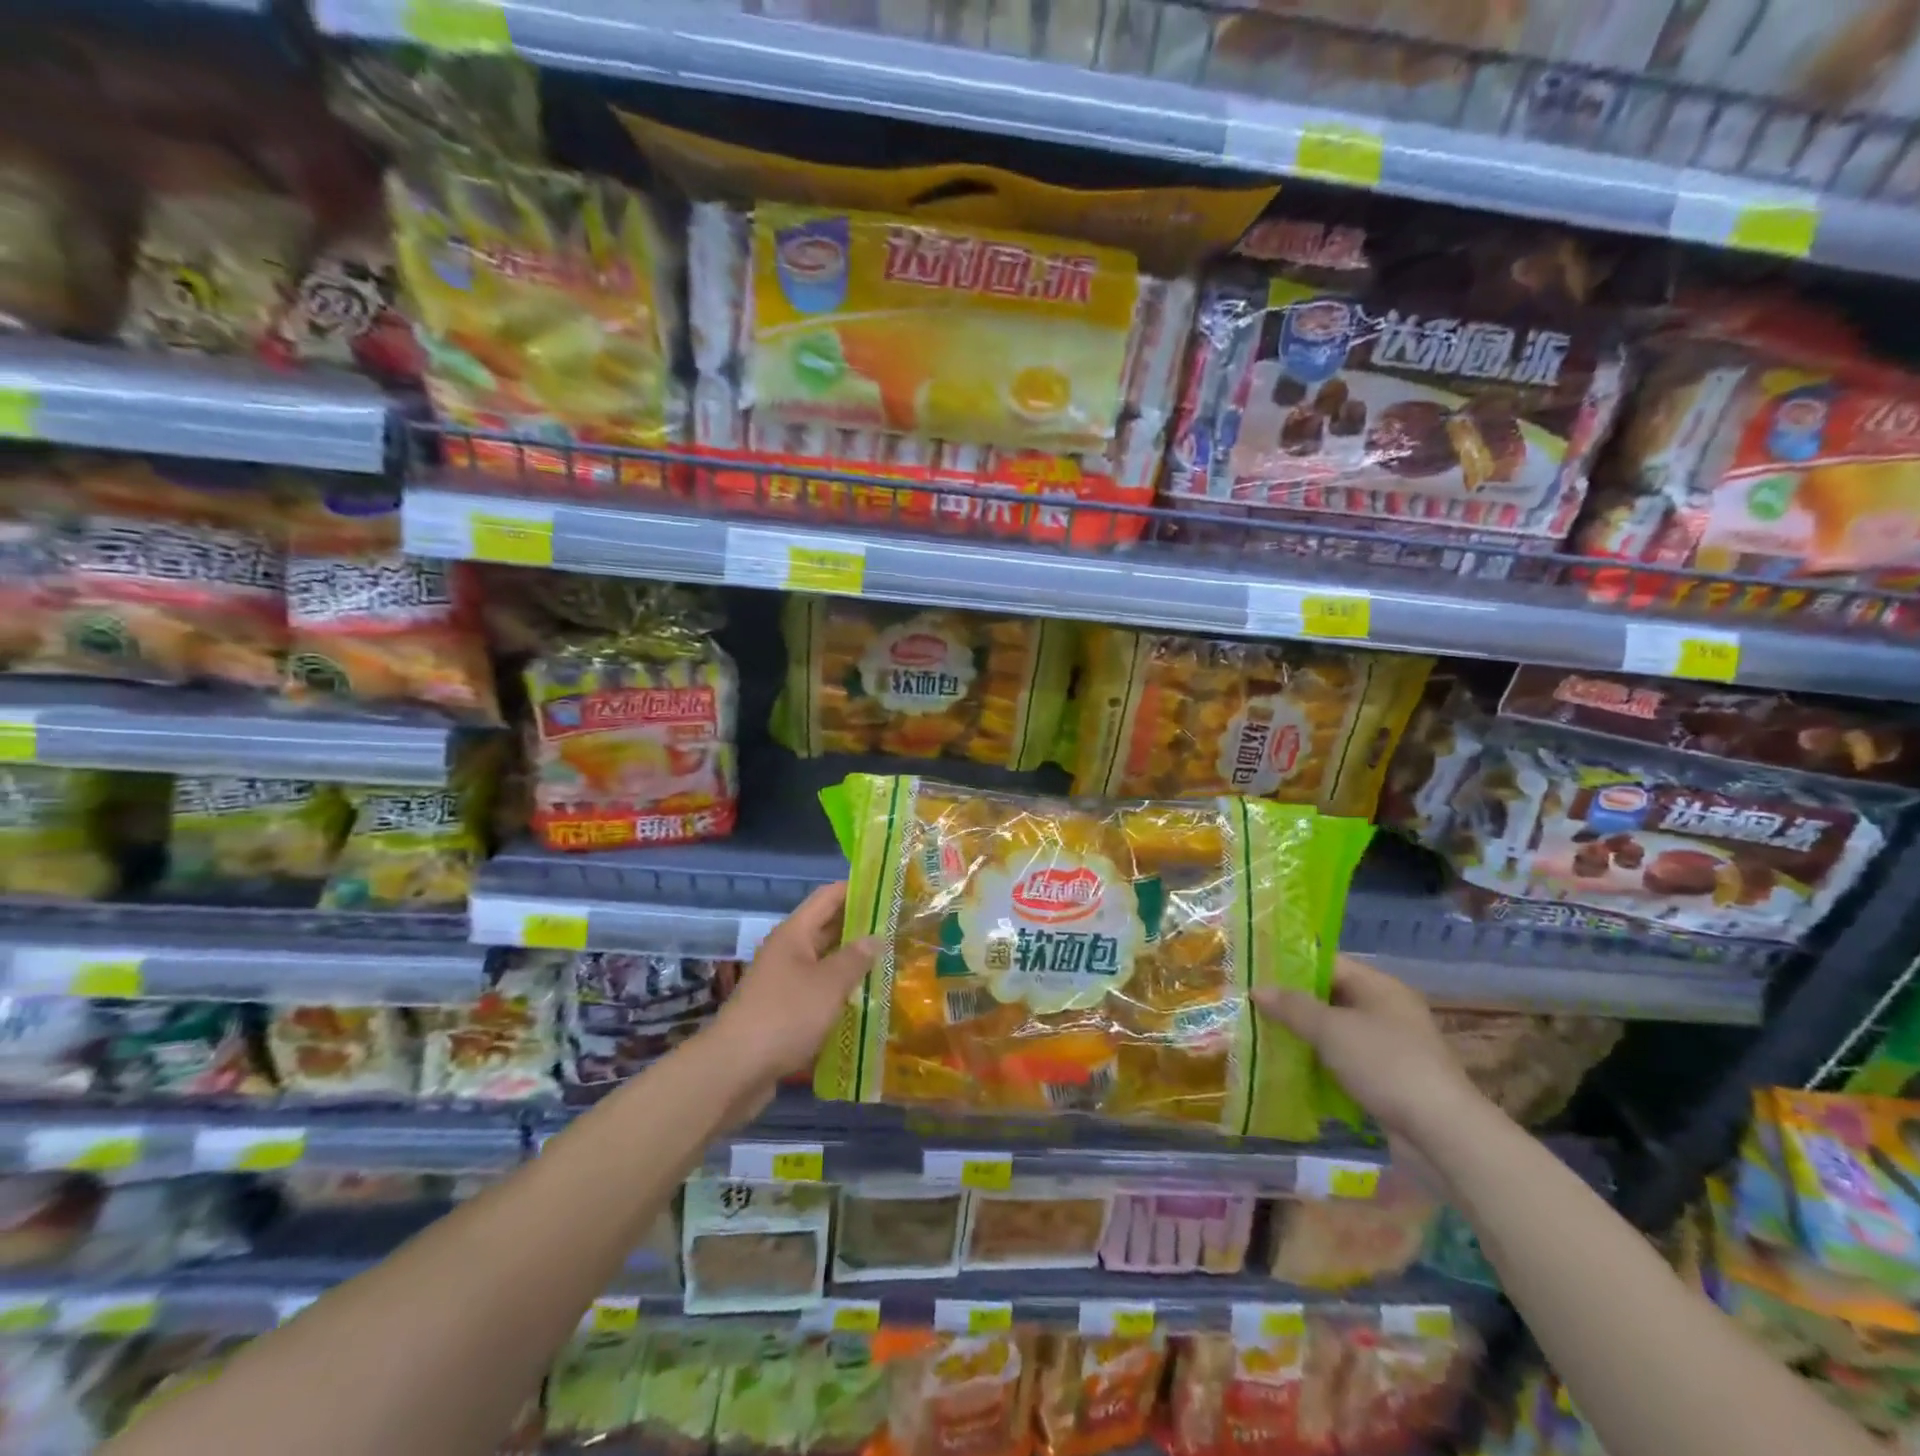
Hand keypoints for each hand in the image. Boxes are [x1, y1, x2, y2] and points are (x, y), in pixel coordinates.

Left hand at [708, 883, 878, 1114]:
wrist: (734, 1070)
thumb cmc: (785, 1015)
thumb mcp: (828, 984)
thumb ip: (855, 958)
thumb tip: (876, 937)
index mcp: (794, 933)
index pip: (828, 897)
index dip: (857, 889)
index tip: (888, 890)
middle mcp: (787, 951)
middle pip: (826, 928)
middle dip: (860, 927)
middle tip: (898, 928)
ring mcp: (783, 982)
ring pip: (824, 962)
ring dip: (851, 962)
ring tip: (889, 962)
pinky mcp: (783, 1011)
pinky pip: (817, 991)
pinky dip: (839, 991)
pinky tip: (864, 1001)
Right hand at [1252, 954, 1481, 1146]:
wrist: (1442, 1134)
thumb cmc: (1385, 1065)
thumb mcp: (1331, 1030)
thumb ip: (1292, 1006)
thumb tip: (1257, 988)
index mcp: (1380, 987)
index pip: (1329, 963)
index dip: (1292, 965)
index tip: (1257, 972)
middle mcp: (1388, 1010)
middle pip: (1332, 997)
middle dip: (1294, 1003)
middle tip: (1253, 1005)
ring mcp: (1391, 1047)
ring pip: (1337, 1032)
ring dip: (1306, 1036)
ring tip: (1264, 1036)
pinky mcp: (1389, 1080)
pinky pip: (1346, 1061)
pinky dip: (1321, 1063)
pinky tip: (1292, 1070)